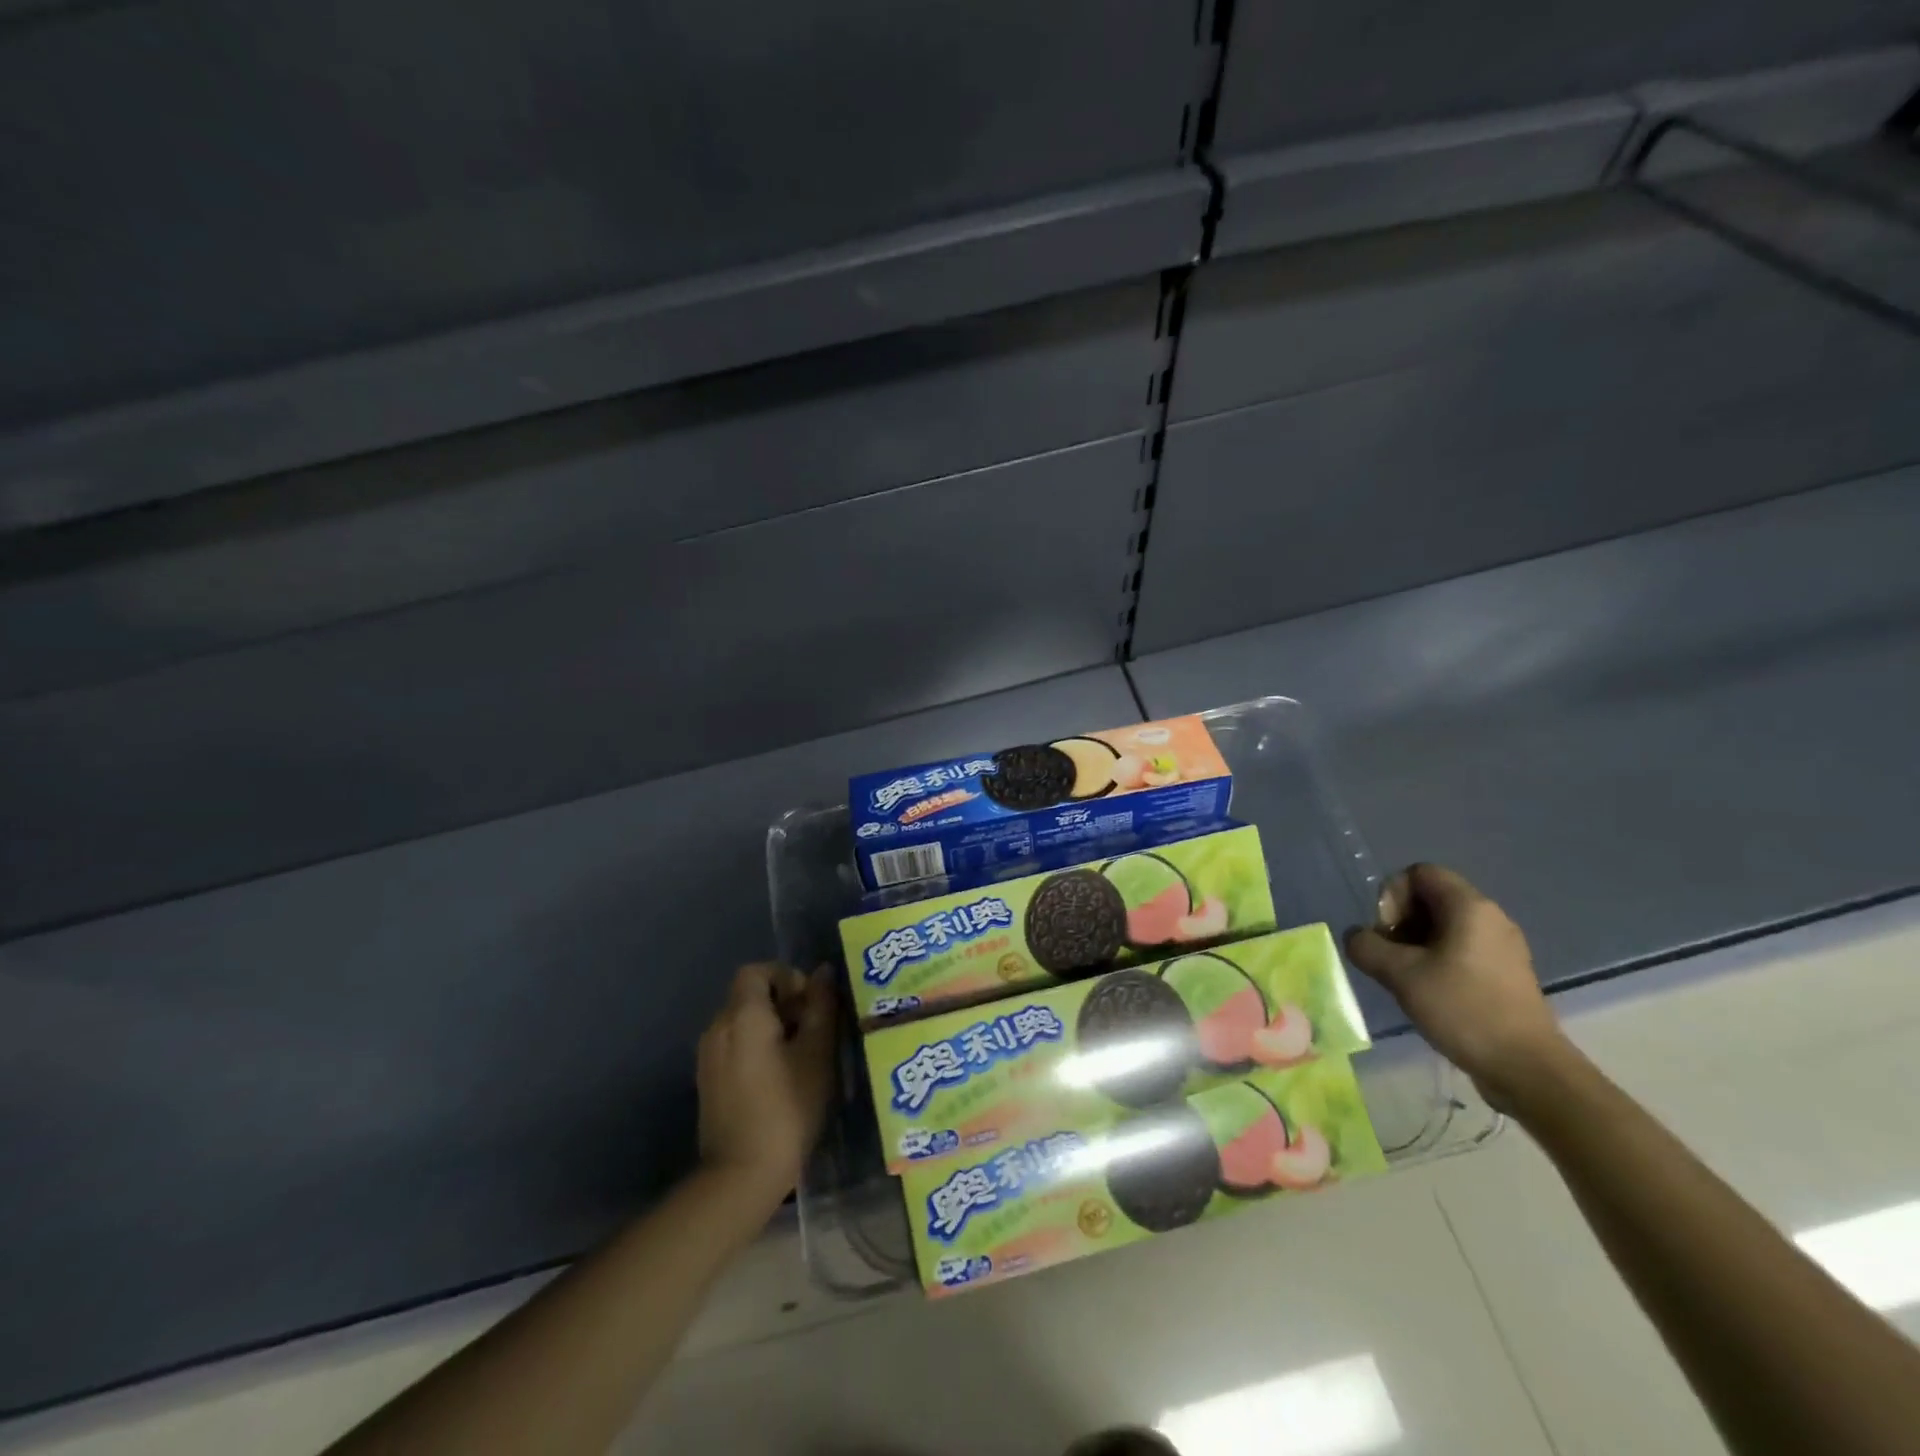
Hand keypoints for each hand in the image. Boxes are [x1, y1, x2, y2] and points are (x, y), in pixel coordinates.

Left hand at [696, 963, 837, 1210]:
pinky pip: (733, 1044)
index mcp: (742, 1015)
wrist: (740, 1176)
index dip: (787, 977)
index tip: (810, 1005)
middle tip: (813, 1031)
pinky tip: (779, 1077)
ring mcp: (708, 1055)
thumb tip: (823, 972)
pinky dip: (756, 1046)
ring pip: (741, 1020)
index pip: (758, 970)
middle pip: (749, 994)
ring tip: (800, 1056)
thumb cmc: (787, 1109)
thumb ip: (821, 1007)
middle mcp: (718, 1026)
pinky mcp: (707, 1080)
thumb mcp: (817, 1055)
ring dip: (771, 1025)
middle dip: (783, 1002)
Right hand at [1345, 864, 1567, 1110]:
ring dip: (1414, 943)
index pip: (1420, 873)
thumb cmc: (1463, 1009)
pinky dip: (1435, 960)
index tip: (1387, 932)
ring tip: (1403, 976)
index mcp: (1470, 907)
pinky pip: (1461, 949)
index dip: (1393, 895)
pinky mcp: (1504, 973)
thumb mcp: (1400, 975)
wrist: (1527, 1069)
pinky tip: (1427, 991)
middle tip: (1389, 956)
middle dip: (1400, 920)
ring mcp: (1501, 946)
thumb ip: (1366, 946)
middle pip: (1431, 897)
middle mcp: (1490, 917)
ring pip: (1444, 925)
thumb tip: (1356, 937)